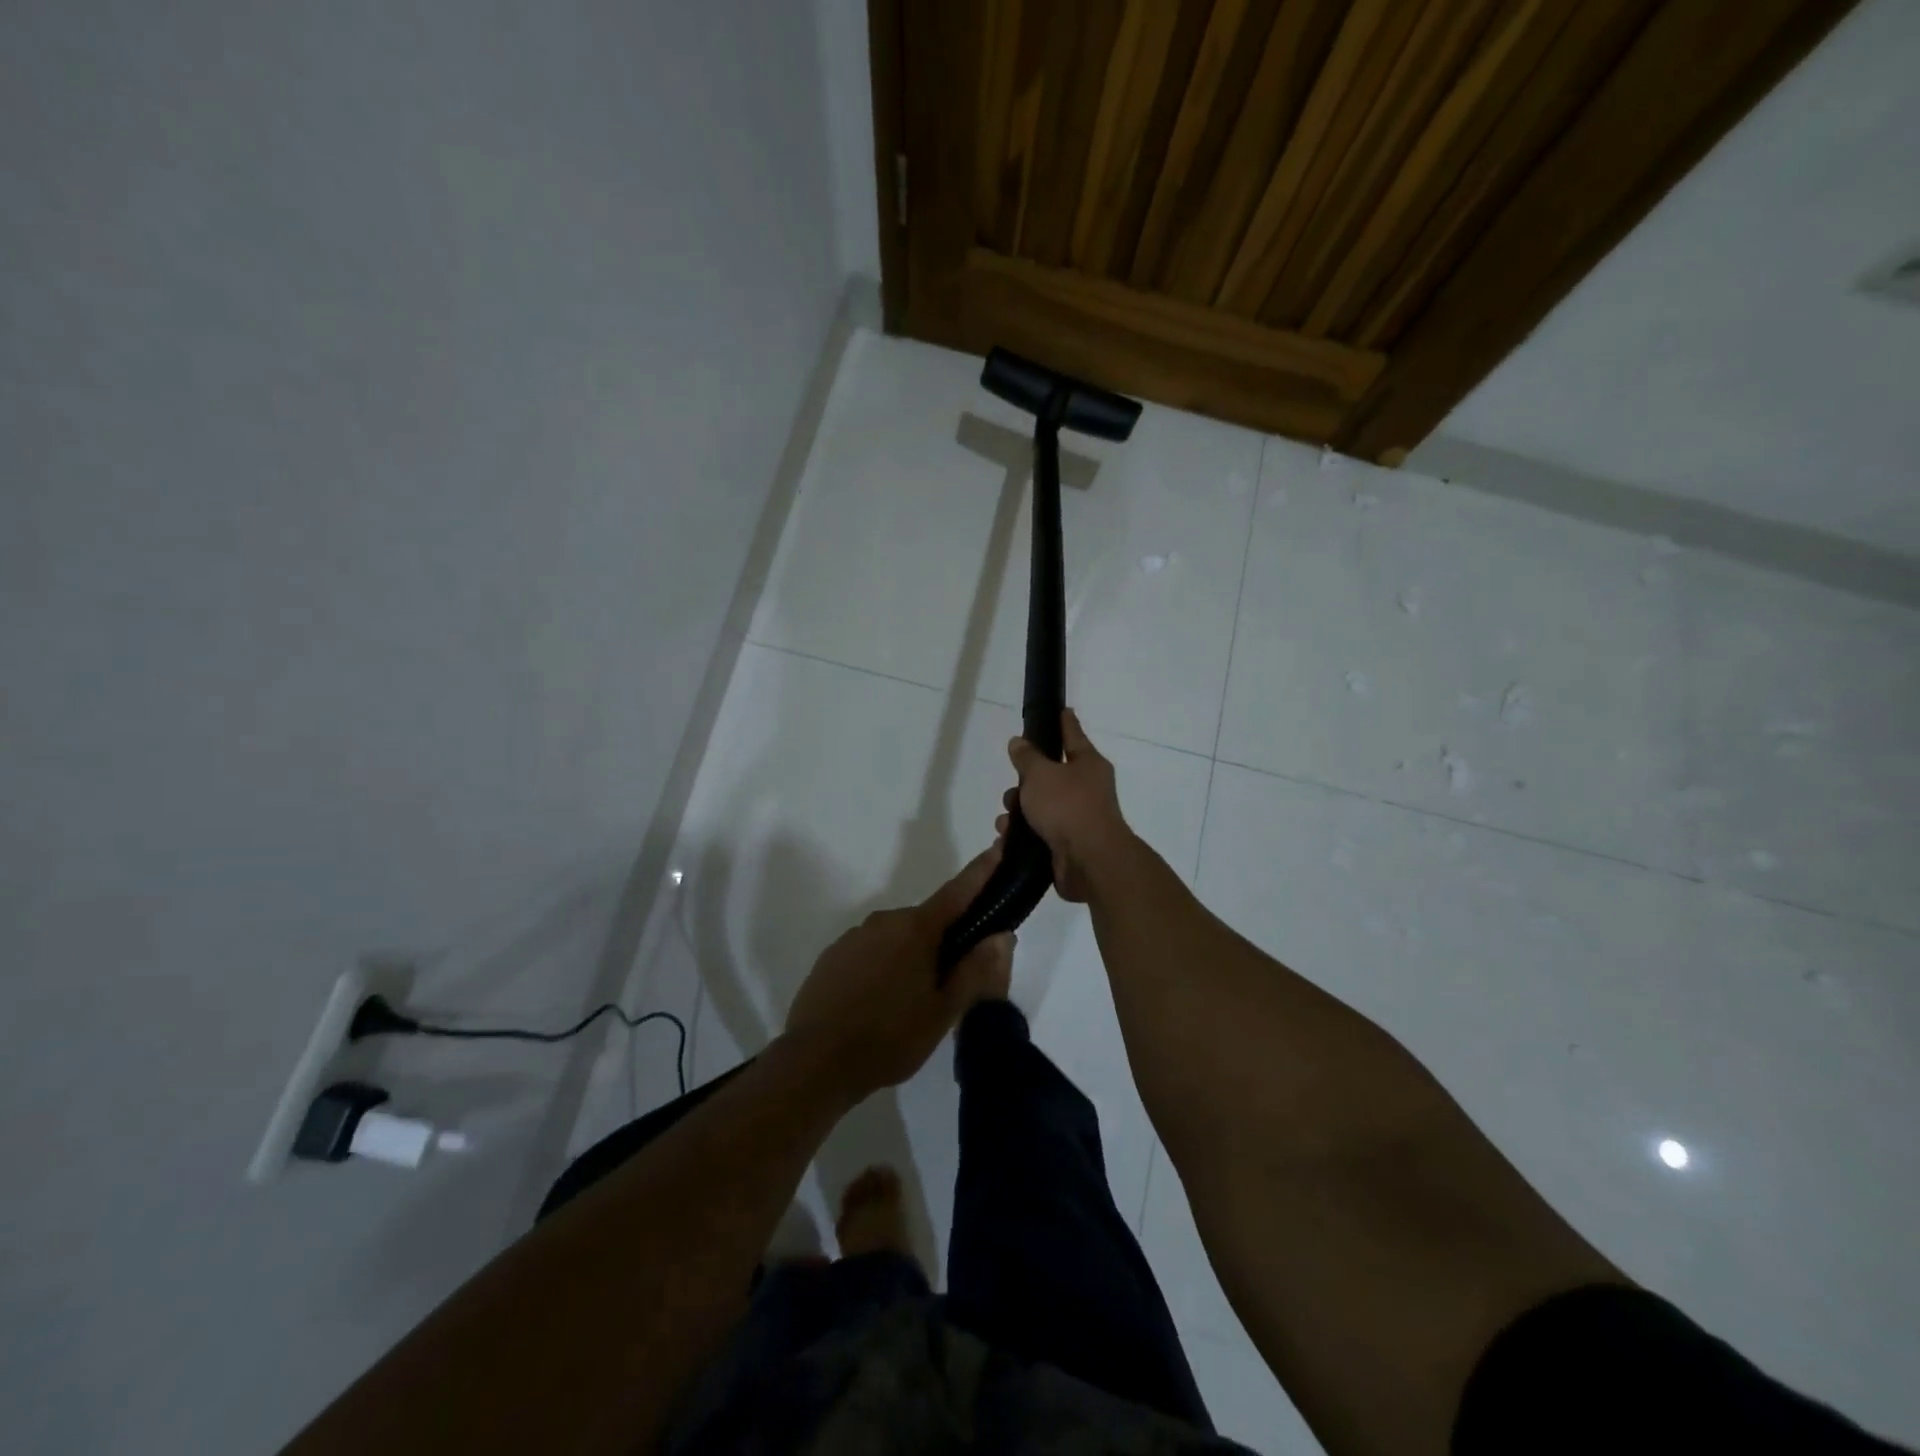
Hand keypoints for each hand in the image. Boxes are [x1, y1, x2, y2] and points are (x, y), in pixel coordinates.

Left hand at [783, 847, 1013, 1101]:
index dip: (981, 872)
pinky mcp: (832, 956)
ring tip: (907, 1005)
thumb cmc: (890, 1037)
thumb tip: (1001, 935)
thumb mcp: (943, 1012)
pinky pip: (869, 952)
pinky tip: (876, 1005)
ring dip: (909, 958)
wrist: (816, 1062)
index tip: (998, 847)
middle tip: (948, 986)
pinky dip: (881, 968)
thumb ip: (975, 970)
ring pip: (896, 939)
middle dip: (941, 943)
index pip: (957, 892)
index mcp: (916, 929)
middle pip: (926, 923)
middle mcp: (884, 920)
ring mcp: (854, 937)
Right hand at [999, 709, 1133, 902]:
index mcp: (1088, 765)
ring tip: (1006, 821)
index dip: (1064, 722)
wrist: (1089, 861)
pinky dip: (1023, 834)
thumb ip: (1027, 757)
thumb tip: (1019, 742)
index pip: (1073, 735)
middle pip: (1051, 776)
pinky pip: (1039, 832)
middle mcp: (1087, 789)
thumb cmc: (1068, 807)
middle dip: (1025, 782)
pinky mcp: (1067, 845)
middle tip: (1012, 789)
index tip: (1062, 710)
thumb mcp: (1041, 774)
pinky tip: (1007, 838)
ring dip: (1020, 811)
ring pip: (1042, 806)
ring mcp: (1078, 818)